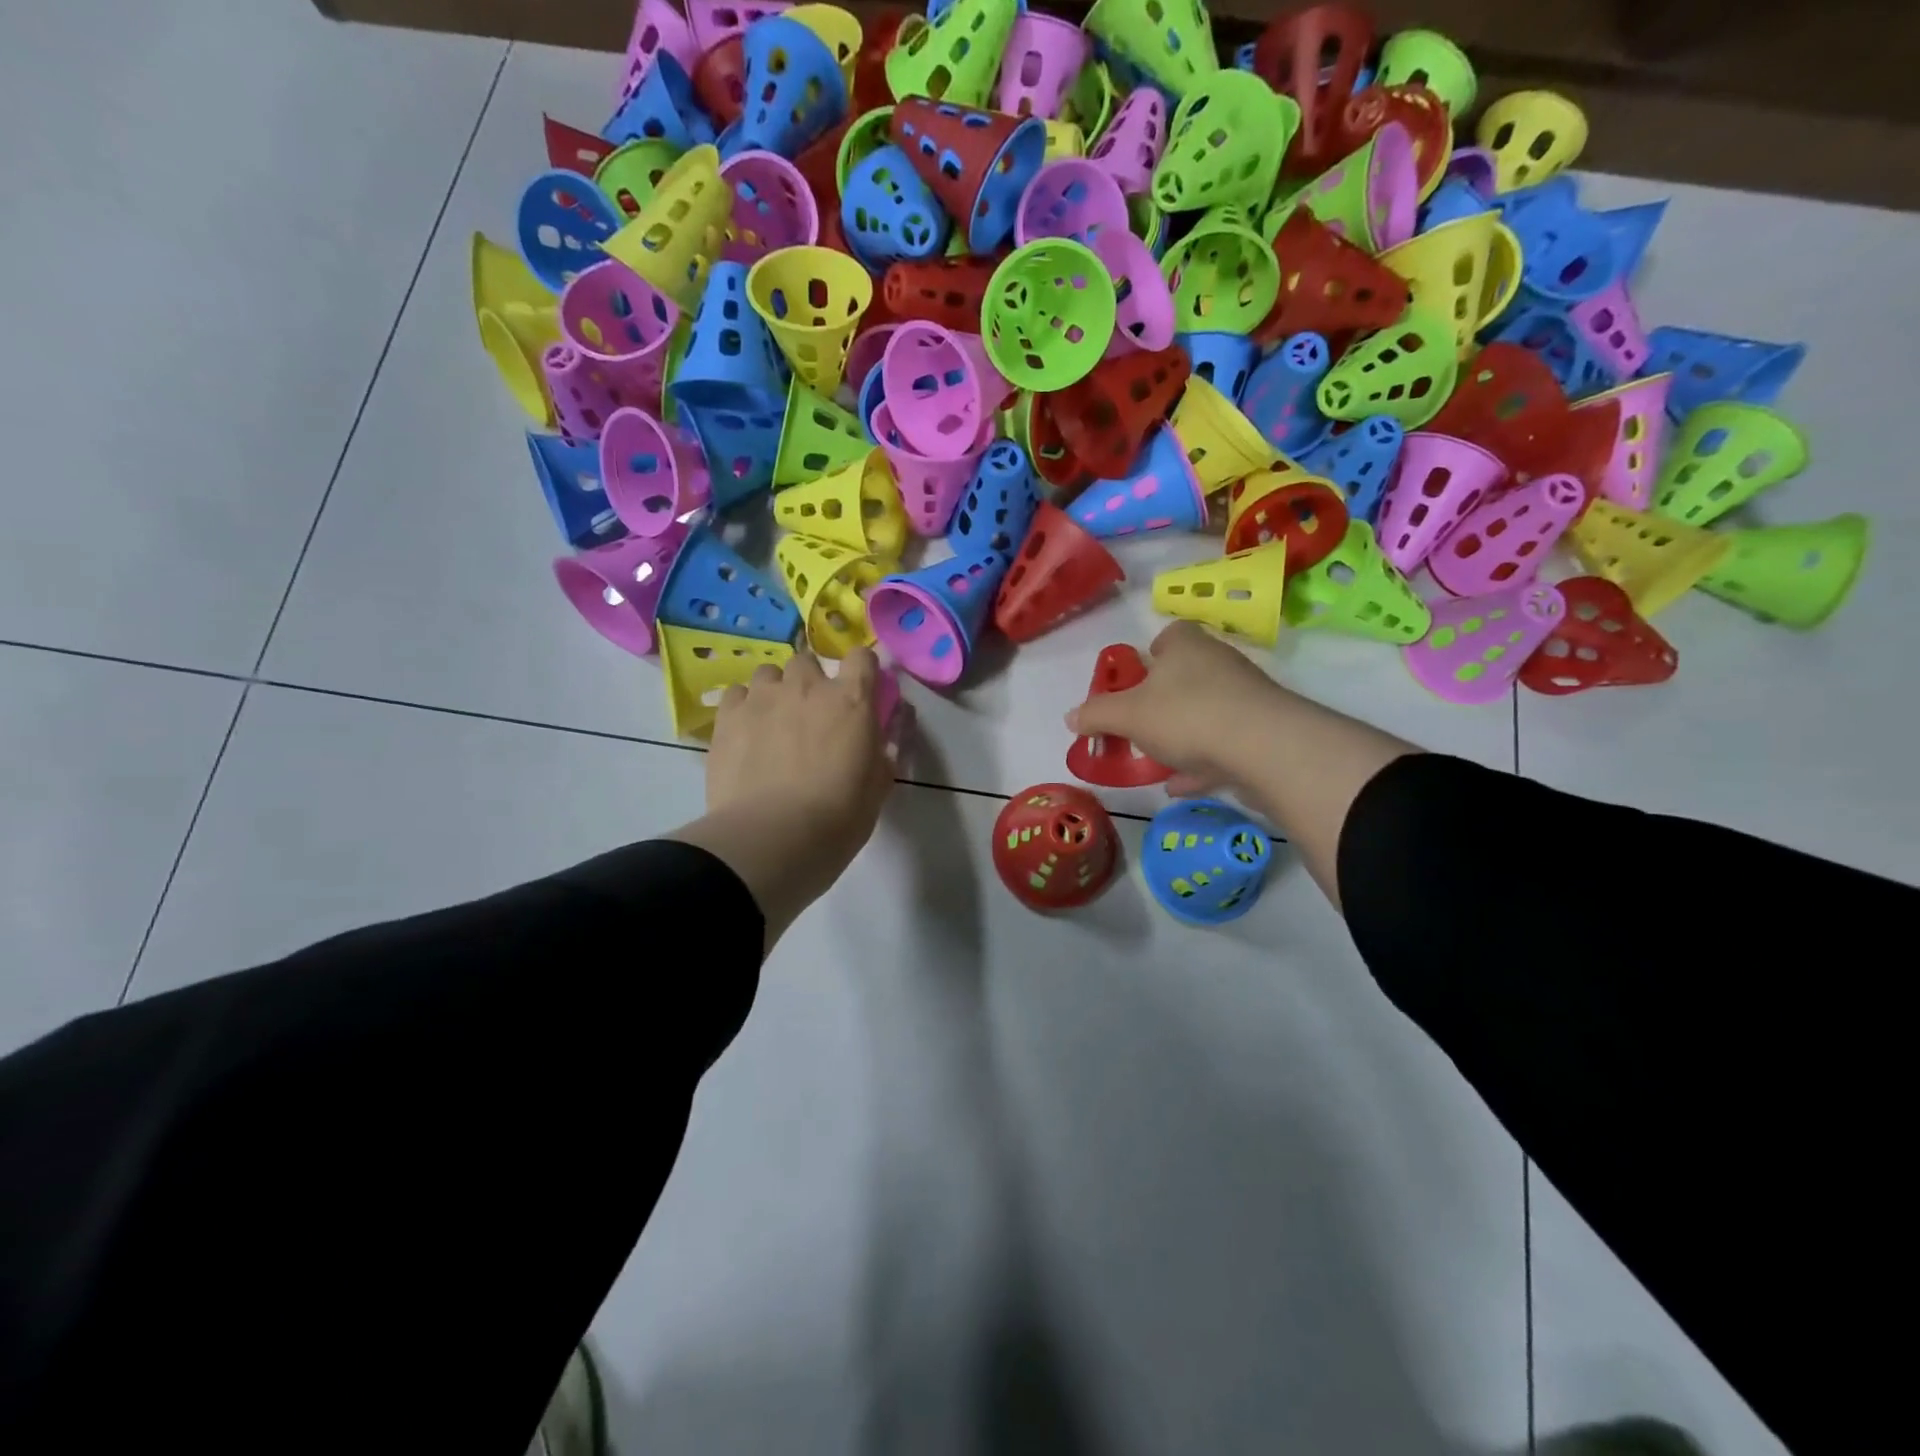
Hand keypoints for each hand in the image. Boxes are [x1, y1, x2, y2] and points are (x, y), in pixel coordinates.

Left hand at [708, 648, 892, 853]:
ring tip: (773, 722)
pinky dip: (743, 706)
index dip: (861, 670)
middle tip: (811, 716)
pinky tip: (745, 732)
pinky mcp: (728, 716)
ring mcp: (763, 698)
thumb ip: (883, 749)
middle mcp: (807, 687)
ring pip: (769, 673)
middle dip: (811, 682)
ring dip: (775, 690)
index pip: (861, 658)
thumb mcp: (879, 785)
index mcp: (852, 700)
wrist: (773, 838)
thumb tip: (883, 732)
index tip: (859, 690)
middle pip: (808, 661)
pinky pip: (736, 694)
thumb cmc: (839, 816)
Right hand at [1064, 622, 1286, 797]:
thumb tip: (1071, 717)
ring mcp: (1246, 699)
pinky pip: (1225, 746)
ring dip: (1184, 735)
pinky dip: (1203, 764)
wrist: (1265, 749)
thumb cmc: (1186, 715)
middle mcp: (1220, 663)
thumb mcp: (1127, 716)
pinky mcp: (1264, 733)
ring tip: (1158, 761)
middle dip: (1164, 699)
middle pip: (1188, 675)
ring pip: (1207, 712)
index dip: (1152, 653)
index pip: (1171, 635)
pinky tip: (1181, 786)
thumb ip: (1097, 714)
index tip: (1136, 680)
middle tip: (1140, 724)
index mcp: (1187, 646)